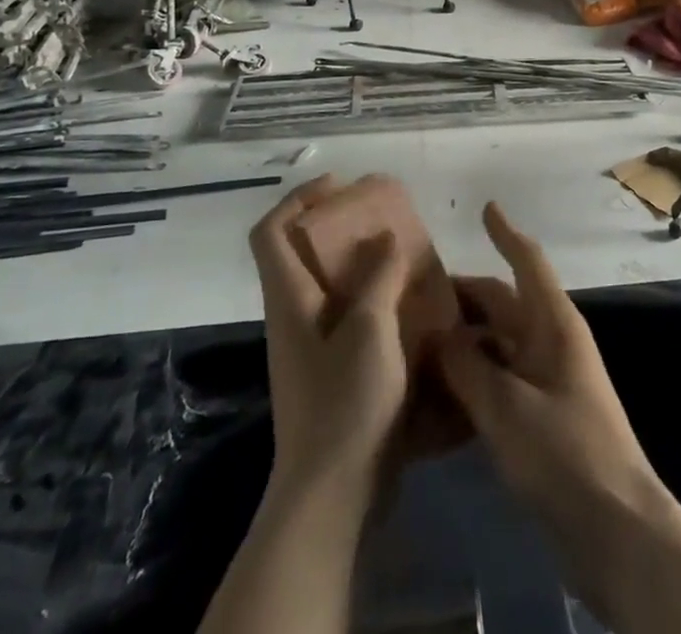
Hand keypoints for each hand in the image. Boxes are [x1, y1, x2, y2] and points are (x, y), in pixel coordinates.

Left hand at [249, 176, 408, 501]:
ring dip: (360, 261)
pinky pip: (346, 314)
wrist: (333, 494)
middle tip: (381, 216)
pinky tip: (410, 303)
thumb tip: (386, 235)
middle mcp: (292, 315)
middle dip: (337, 225)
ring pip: (327, 283)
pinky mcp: (330, 370)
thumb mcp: (370, 330)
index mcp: (289, 299)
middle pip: (299, 252)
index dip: (298, 199)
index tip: (340, 186)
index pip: (270, 231)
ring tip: (403, 252)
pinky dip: (372, 296)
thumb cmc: (345, 403)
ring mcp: (310, 346)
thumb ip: (379, 276)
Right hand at [437, 202, 666, 525]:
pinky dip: (471, 378)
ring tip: (415, 342)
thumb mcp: (507, 406)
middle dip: (463, 296)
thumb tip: (436, 334)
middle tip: (414, 296)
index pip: (527, 262)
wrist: (617, 531)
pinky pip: (499, 381)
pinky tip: (437, 392)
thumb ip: (466, 366)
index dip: (506, 232)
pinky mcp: (540, 418)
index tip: (485, 207)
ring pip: (496, 345)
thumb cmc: (566, 452)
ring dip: (462, 341)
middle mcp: (550, 342)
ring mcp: (546, 381)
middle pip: (502, 304)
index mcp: (553, 324)